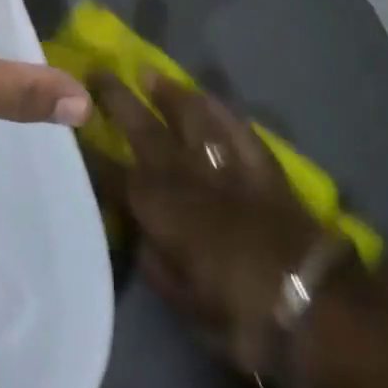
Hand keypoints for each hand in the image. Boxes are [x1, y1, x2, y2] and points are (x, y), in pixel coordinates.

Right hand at [102, 80, 326, 370]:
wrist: (315, 305)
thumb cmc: (240, 316)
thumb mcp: (184, 304)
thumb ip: (154, 263)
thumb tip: (136, 234)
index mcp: (159, 210)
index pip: (112, 174)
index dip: (91, 153)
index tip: (72, 129)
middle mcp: (186, 176)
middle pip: (143, 130)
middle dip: (117, 101)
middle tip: (97, 72)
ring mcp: (225, 165)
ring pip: (190, 117)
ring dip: (166, 93)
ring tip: (147, 71)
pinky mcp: (261, 165)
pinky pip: (235, 127)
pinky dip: (219, 109)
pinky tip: (206, 96)